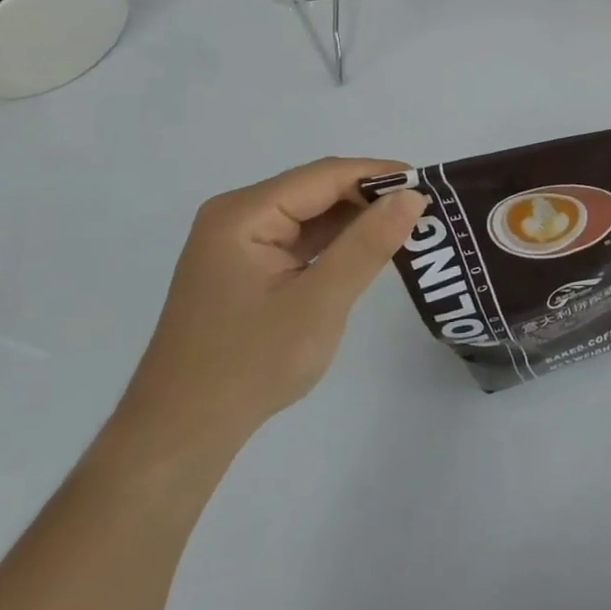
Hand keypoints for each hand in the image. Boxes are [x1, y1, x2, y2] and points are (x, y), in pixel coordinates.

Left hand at [112, 158, 426, 462]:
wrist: (180, 435)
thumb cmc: (249, 365)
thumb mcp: (319, 303)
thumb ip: (368, 245)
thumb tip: (412, 195)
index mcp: (244, 213)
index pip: (325, 175)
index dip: (379, 174)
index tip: (430, 186)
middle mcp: (237, 216)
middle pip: (317, 190)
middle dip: (371, 197)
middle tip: (425, 212)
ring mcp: (239, 242)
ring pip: (312, 214)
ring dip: (357, 220)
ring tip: (407, 229)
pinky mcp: (246, 267)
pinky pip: (301, 239)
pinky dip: (336, 243)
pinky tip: (369, 252)